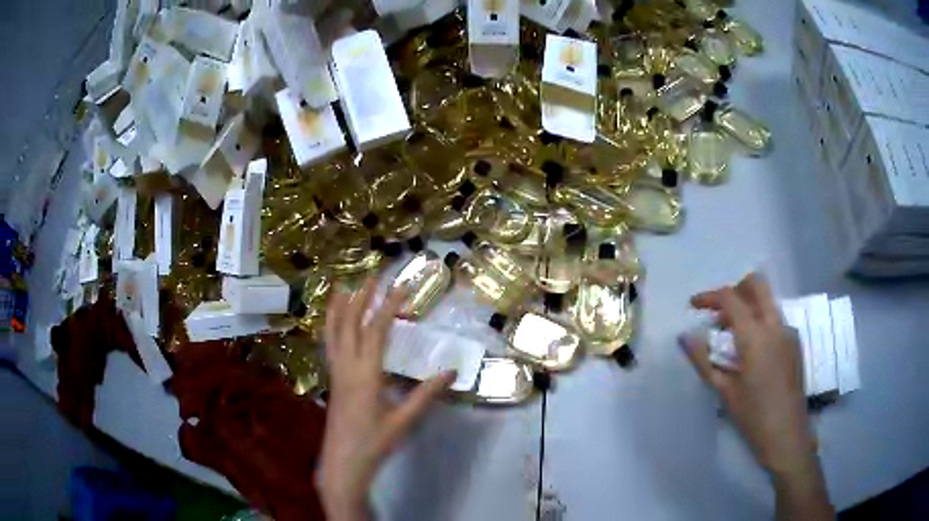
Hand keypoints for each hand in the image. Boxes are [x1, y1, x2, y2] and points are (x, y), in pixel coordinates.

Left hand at [317, 278, 456, 520]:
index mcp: (366, 375)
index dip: (389, 306)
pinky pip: (329, 346)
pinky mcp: (332, 381)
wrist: (343, 462)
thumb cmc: (375, 443)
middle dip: (362, 297)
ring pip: (333, 333)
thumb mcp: (404, 421)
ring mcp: (335, 373)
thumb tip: (453, 372)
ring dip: (340, 308)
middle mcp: (347, 367)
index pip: (377, 330)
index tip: (403, 287)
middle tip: (373, 276)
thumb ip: (427, 395)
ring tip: (344, 287)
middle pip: (350, 324)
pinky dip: (331, 327)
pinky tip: (334, 324)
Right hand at [680, 273, 831, 519]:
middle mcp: (775, 324)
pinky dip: (759, 322)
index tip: (693, 305)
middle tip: (718, 314)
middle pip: (756, 284)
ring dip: (747, 307)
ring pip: (766, 301)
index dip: (709, 296)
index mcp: (755, 335)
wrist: (787, 435)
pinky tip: (751, 352)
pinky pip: (774, 319)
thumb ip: (704, 360)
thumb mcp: (724, 391)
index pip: (730, 298)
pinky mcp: (794, 342)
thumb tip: (685, 337)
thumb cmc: (753, 416)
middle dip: (734, 290)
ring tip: (731, 338)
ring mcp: (788, 331)